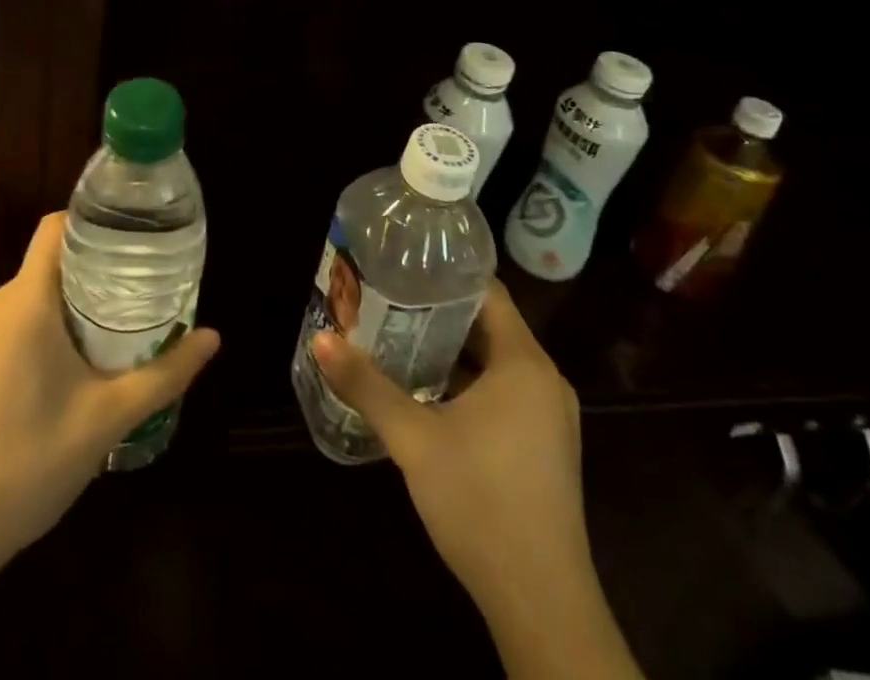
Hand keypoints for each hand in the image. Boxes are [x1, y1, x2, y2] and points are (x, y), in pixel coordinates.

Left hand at [0, 212, 220, 576]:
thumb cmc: (30, 463)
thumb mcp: (108, 418)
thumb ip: (164, 374)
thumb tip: (213, 337)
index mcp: (25, 302)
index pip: (55, 227)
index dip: (93, 221)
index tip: (133, 236)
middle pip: (50, 262)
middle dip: (95, 269)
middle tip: (140, 289)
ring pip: (32, 294)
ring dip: (71, 302)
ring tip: (116, 326)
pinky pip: (13, 322)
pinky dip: (45, 326)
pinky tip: (71, 366)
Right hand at [313, 282, 589, 612]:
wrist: (541, 604)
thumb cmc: (480, 501)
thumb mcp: (413, 438)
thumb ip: (366, 385)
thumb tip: (320, 339)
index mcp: (524, 362)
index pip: (486, 292)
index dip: (444, 274)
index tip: (403, 265)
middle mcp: (545, 380)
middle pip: (488, 325)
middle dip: (437, 313)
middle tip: (387, 298)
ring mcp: (549, 418)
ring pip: (494, 363)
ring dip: (451, 351)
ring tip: (398, 335)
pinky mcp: (545, 448)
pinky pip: (504, 393)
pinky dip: (468, 384)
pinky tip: (427, 392)